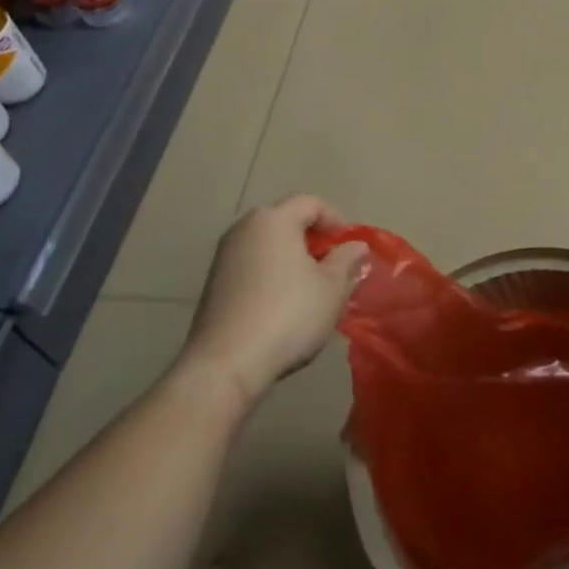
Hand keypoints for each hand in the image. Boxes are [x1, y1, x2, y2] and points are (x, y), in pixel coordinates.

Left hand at [179, 194, 367, 408]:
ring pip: (269, 246)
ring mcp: (224, 256)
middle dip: (315, 241)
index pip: (311, 203)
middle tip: (335, 267)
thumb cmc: (287, 315)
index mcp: (274, 219)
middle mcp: (244, 229)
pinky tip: (284, 307)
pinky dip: (272, 275)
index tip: (351, 247)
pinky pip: (252, 267)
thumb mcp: (332, 287)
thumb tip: (355, 246)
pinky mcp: (213, 284)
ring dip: (293, 260)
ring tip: (312, 289)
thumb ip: (347, 260)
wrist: (225, 364)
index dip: (337, 220)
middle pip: (287, 221)